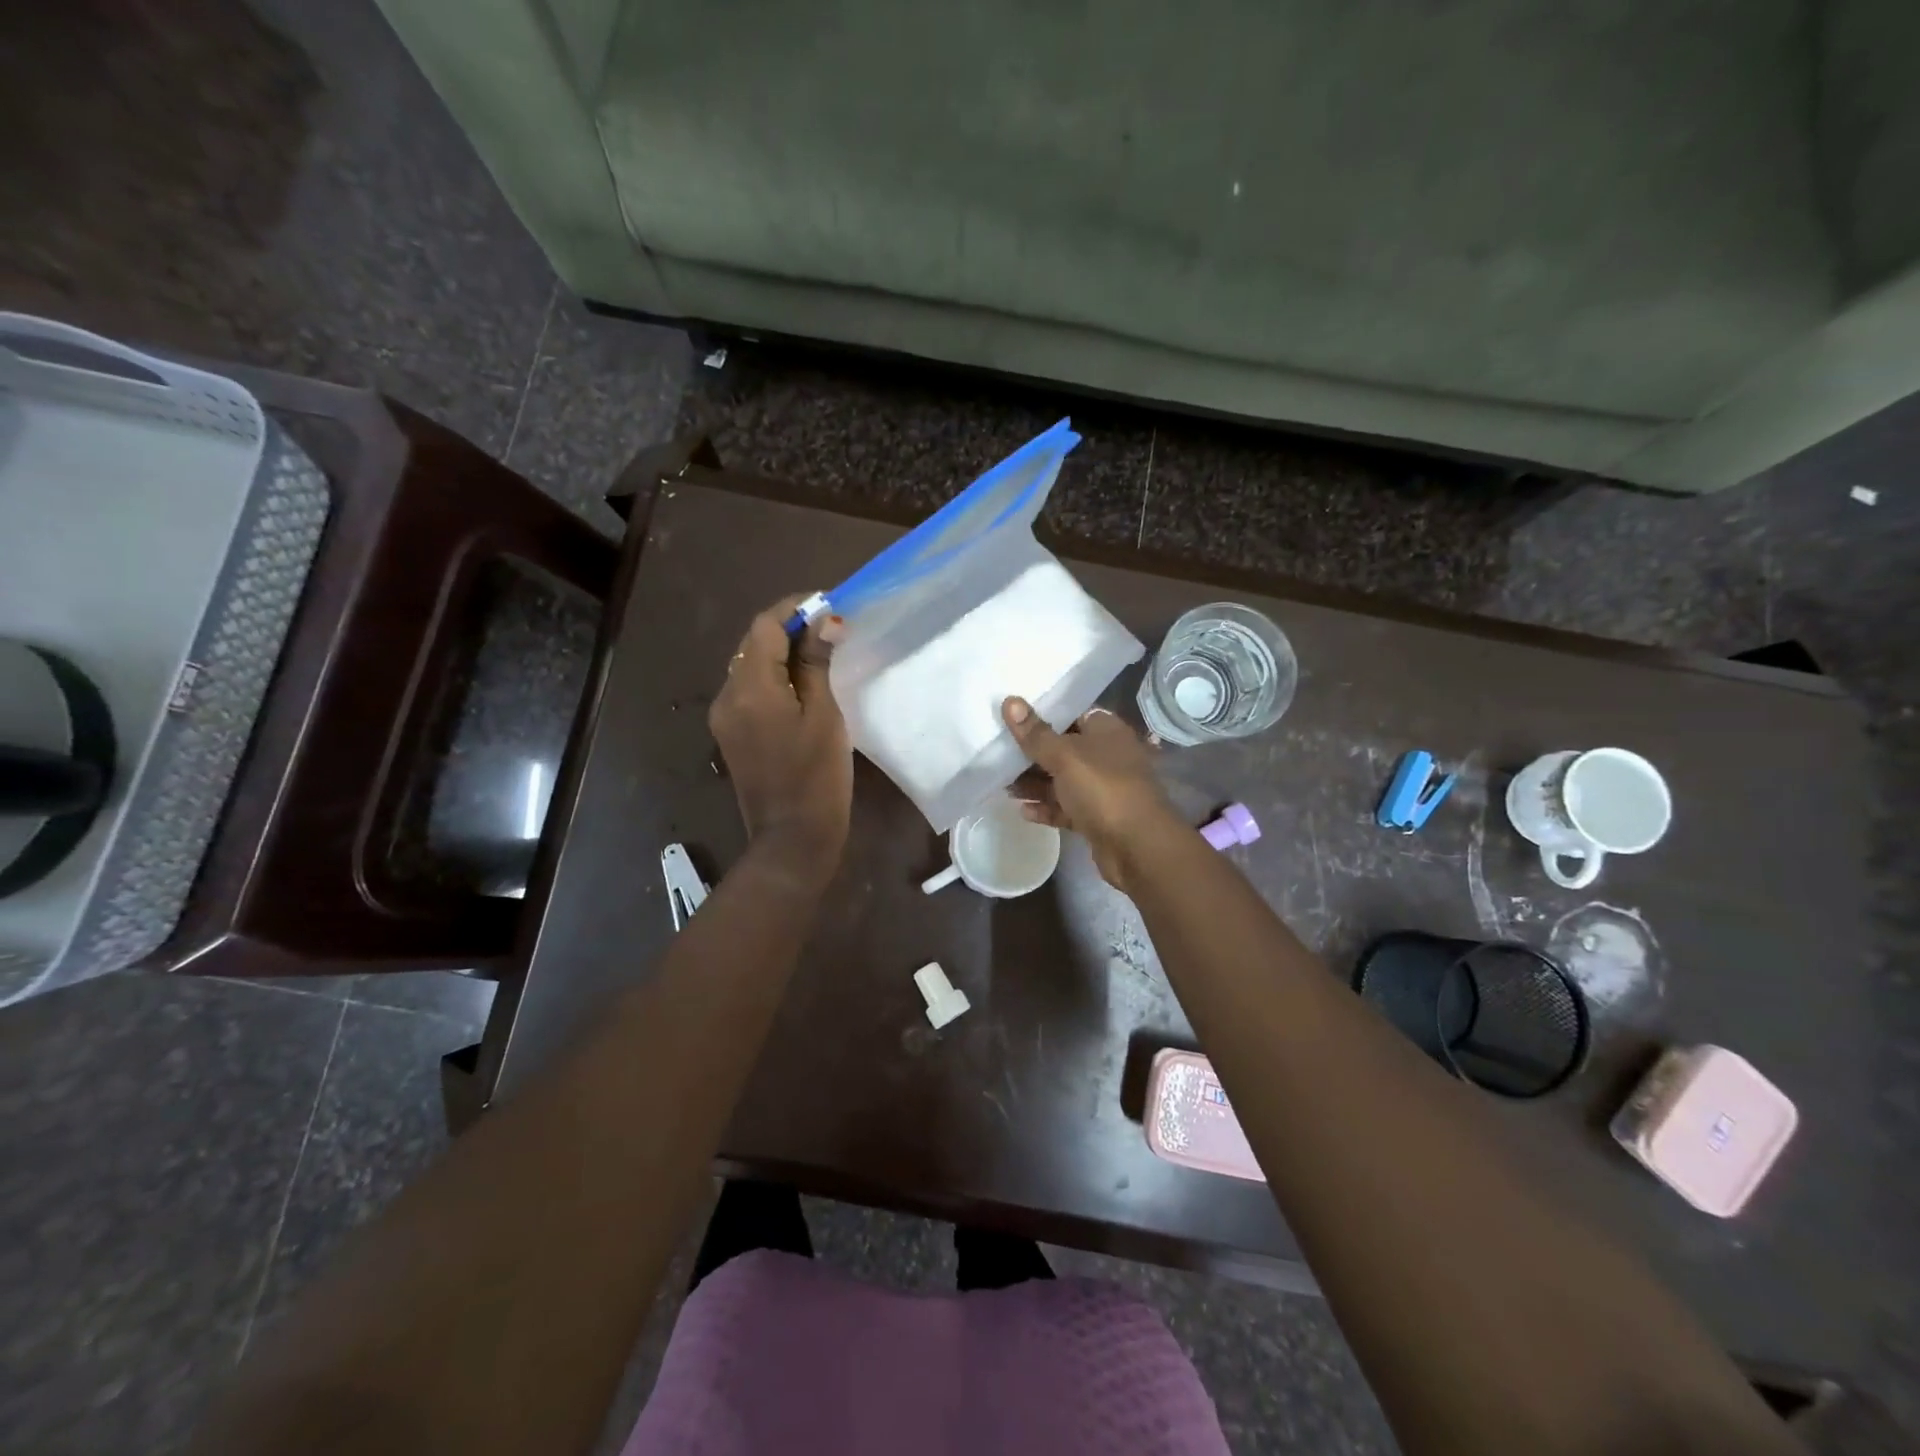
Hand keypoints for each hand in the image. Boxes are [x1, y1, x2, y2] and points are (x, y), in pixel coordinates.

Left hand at [709, 597, 852, 875]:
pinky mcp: (730, 734)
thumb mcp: (825, 716)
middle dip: (788, 629)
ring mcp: (724, 716)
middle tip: (829, 629)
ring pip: (749, 666)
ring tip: (819, 655)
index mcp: (751, 688)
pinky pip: (748, 690)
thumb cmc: (817, 777)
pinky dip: (772, 677)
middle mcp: (727, 695)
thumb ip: (818, 664)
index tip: (828, 605)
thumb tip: (824, 620)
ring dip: (780, 653)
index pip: (765, 626)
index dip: (795, 608)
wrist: (792, 838)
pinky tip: (800, 686)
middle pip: (753, 644)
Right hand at [1002, 696, 1181, 894]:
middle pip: (1063, 749)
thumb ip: (1035, 733)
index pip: (1072, 714)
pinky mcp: (1096, 818)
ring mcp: (1103, 789)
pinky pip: (1066, 808)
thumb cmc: (1102, 788)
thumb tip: (1009, 701)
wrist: (1137, 847)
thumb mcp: (1065, 756)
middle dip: (1032, 754)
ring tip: (1001, 784)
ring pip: (1062, 781)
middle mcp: (1107, 756)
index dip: (1043, 715)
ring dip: (1034, 783)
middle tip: (997, 752)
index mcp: (1106, 732)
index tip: (1012, 716)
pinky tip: (1022, 810)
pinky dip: (1046, 808)